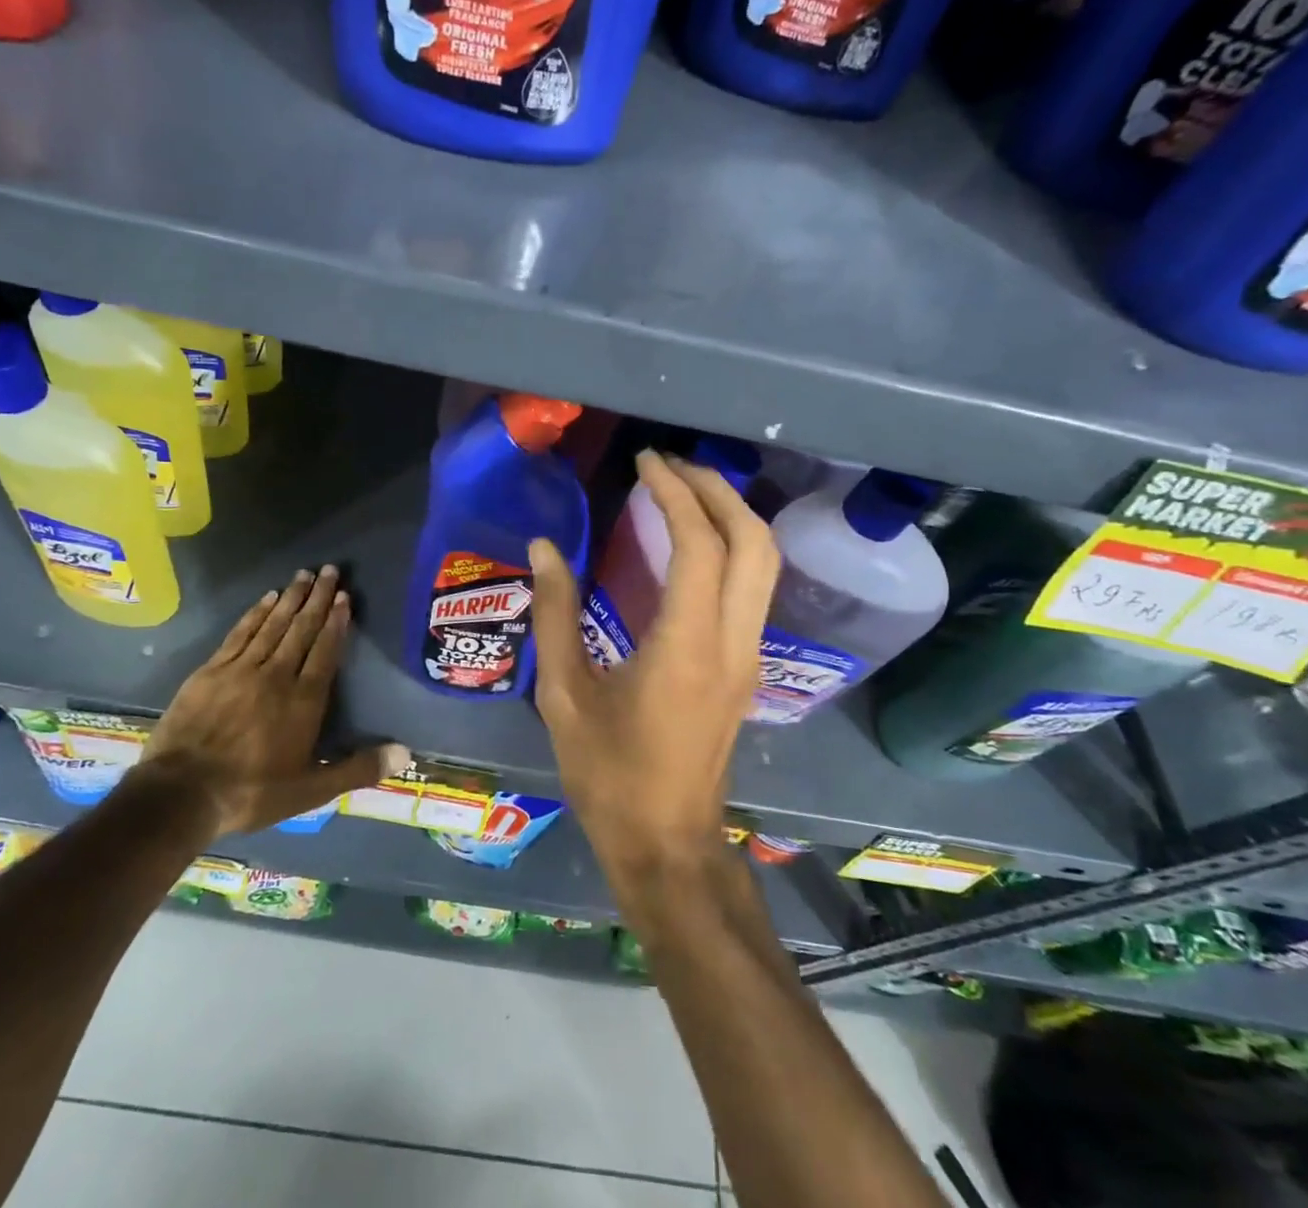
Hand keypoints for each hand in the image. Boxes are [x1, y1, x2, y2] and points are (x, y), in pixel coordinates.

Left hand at [139, 565, 409, 837]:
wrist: (181, 794)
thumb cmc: (252, 792)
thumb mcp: (311, 791)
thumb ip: (357, 769)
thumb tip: (404, 753)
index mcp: (303, 701)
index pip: (325, 651)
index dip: (336, 622)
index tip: (344, 596)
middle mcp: (276, 675)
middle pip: (301, 629)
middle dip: (318, 598)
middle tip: (330, 570)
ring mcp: (241, 669)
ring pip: (272, 625)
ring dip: (290, 598)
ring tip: (304, 574)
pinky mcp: (211, 671)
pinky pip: (240, 633)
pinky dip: (255, 613)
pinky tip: (266, 598)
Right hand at [530, 452, 779, 874]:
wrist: (667, 844)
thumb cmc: (608, 774)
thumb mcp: (564, 694)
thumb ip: (554, 613)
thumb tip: (542, 547)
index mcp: (686, 646)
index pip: (700, 544)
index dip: (675, 493)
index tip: (646, 462)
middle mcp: (733, 642)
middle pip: (754, 542)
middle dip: (717, 491)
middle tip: (670, 466)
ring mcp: (749, 656)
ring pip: (765, 563)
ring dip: (731, 515)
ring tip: (682, 491)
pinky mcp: (747, 667)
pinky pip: (754, 588)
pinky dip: (732, 546)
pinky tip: (692, 542)